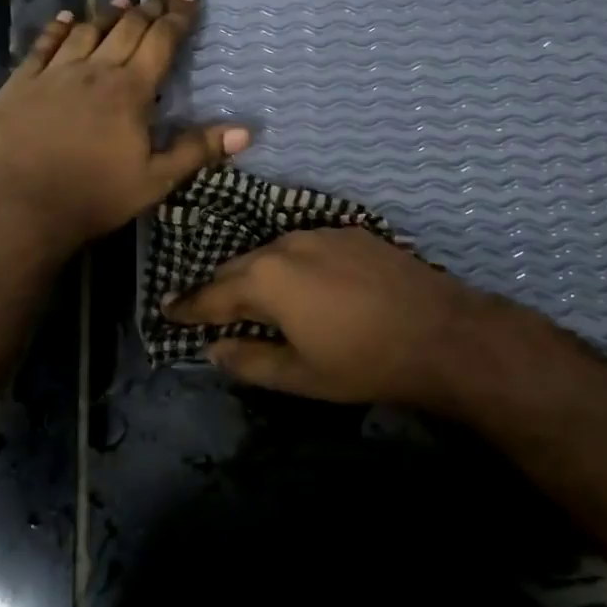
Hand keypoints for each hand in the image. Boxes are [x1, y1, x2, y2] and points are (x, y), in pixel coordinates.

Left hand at [0, 0, 248, 254]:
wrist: (23, 208)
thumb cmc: (96, 196)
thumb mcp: (156, 180)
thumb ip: (197, 150)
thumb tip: (246, 131)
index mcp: (130, 90)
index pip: (161, 41)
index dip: (178, 16)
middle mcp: (95, 71)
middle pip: (127, 28)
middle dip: (150, 5)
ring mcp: (54, 73)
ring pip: (86, 30)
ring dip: (109, 13)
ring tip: (124, 0)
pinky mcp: (21, 83)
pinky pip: (42, 45)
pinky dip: (56, 28)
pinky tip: (64, 18)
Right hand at [162, 227, 506, 413]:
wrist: (441, 332)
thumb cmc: (364, 362)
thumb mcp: (300, 375)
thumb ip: (250, 360)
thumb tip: (214, 349)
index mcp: (267, 279)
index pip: (213, 294)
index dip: (188, 305)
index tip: (166, 308)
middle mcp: (287, 245)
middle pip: (240, 266)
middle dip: (221, 288)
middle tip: (208, 308)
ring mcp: (322, 233)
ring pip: (274, 251)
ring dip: (258, 273)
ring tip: (255, 297)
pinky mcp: (352, 232)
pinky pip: (306, 245)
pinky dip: (292, 263)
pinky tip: (304, 282)